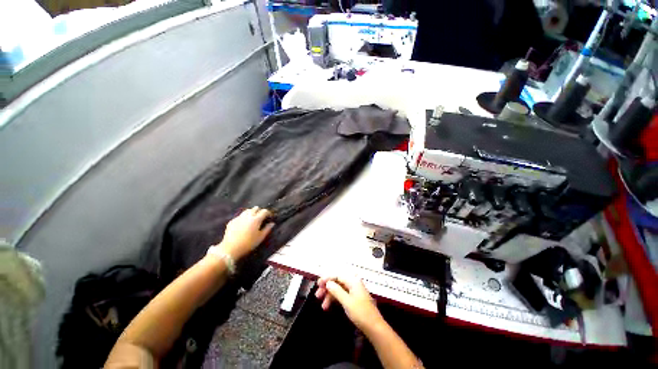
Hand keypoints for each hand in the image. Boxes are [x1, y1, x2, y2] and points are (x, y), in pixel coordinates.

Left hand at [218, 207, 273, 260]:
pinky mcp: (232, 221)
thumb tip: (272, 223)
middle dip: (259, 211)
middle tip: (261, 217)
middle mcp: (248, 216)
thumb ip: (267, 229)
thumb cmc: (248, 243)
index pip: (264, 211)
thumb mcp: (260, 237)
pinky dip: (244, 217)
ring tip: (252, 218)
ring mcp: (239, 217)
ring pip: (247, 210)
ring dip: (251, 212)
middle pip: (255, 208)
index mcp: (256, 219)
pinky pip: (240, 216)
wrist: (230, 248)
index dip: (268, 213)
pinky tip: (244, 224)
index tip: (269, 217)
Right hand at [315, 275, 383, 332]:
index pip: (337, 275)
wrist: (374, 327)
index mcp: (353, 281)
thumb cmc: (361, 313)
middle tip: (317, 295)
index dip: (327, 278)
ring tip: (322, 306)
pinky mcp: (353, 299)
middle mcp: (353, 283)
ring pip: (338, 290)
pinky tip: (328, 307)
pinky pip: (341, 296)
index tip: (318, 284)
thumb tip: (328, 283)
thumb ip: (336, 291)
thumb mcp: (347, 301)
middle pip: (337, 282)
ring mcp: (353, 291)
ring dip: (329, 296)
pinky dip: (334, 300)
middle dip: (327, 288)